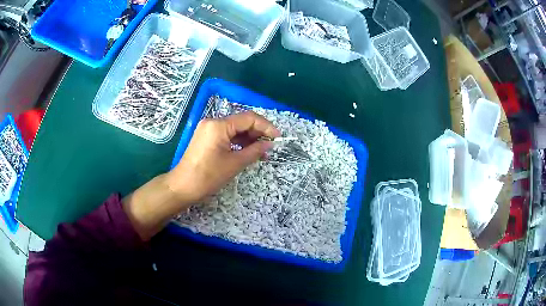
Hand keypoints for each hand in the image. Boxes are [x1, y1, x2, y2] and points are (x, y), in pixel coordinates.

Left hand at [123, 111, 279, 240]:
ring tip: (261, 150)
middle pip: (241, 121)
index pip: (248, 118)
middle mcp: (212, 122)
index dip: (266, 126)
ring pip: (234, 128)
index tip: (278, 137)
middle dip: (258, 132)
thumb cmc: (208, 176)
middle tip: (270, 145)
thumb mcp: (234, 163)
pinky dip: (238, 141)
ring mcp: (207, 128)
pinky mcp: (205, 137)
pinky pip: (226, 134)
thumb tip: (269, 144)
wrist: (182, 186)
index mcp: (219, 125)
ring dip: (249, 137)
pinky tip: (248, 150)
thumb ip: (254, 151)